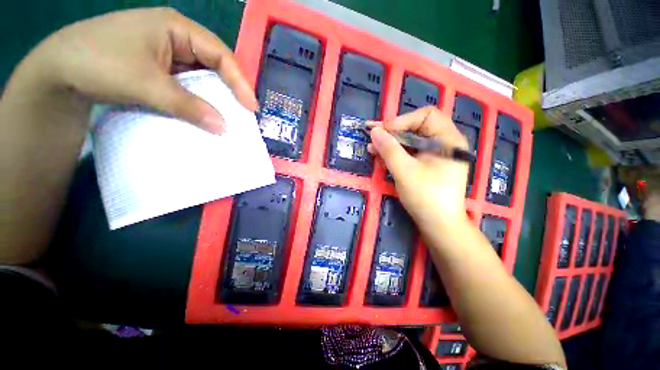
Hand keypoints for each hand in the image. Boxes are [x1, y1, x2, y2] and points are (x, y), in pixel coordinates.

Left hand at [23, 7, 256, 133]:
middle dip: (230, 88)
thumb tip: (223, 127)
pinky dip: (198, 99)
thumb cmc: (99, 63)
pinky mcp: (159, 68)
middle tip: (244, 112)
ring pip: (201, 75)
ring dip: (214, 96)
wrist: (58, 71)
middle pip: (214, 63)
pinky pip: (187, 83)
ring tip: (229, 115)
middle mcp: (175, 36)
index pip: (219, 54)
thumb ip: (188, 106)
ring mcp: (167, 53)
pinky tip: (204, 111)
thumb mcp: (146, 84)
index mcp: (176, 27)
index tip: (251, 107)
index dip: (239, 81)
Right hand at [368, 107, 469, 229]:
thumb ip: (389, 149)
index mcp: (448, 139)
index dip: (402, 120)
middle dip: (393, 131)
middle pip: (417, 127)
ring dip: (391, 143)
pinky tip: (381, 156)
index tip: (382, 131)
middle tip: (372, 136)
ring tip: (372, 147)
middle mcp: (445, 143)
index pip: (425, 116)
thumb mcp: (405, 171)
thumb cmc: (426, 197)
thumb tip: (374, 130)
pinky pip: (410, 152)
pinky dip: (395, 153)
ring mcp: (436, 154)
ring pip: (411, 140)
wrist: (439, 225)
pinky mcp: (428, 164)